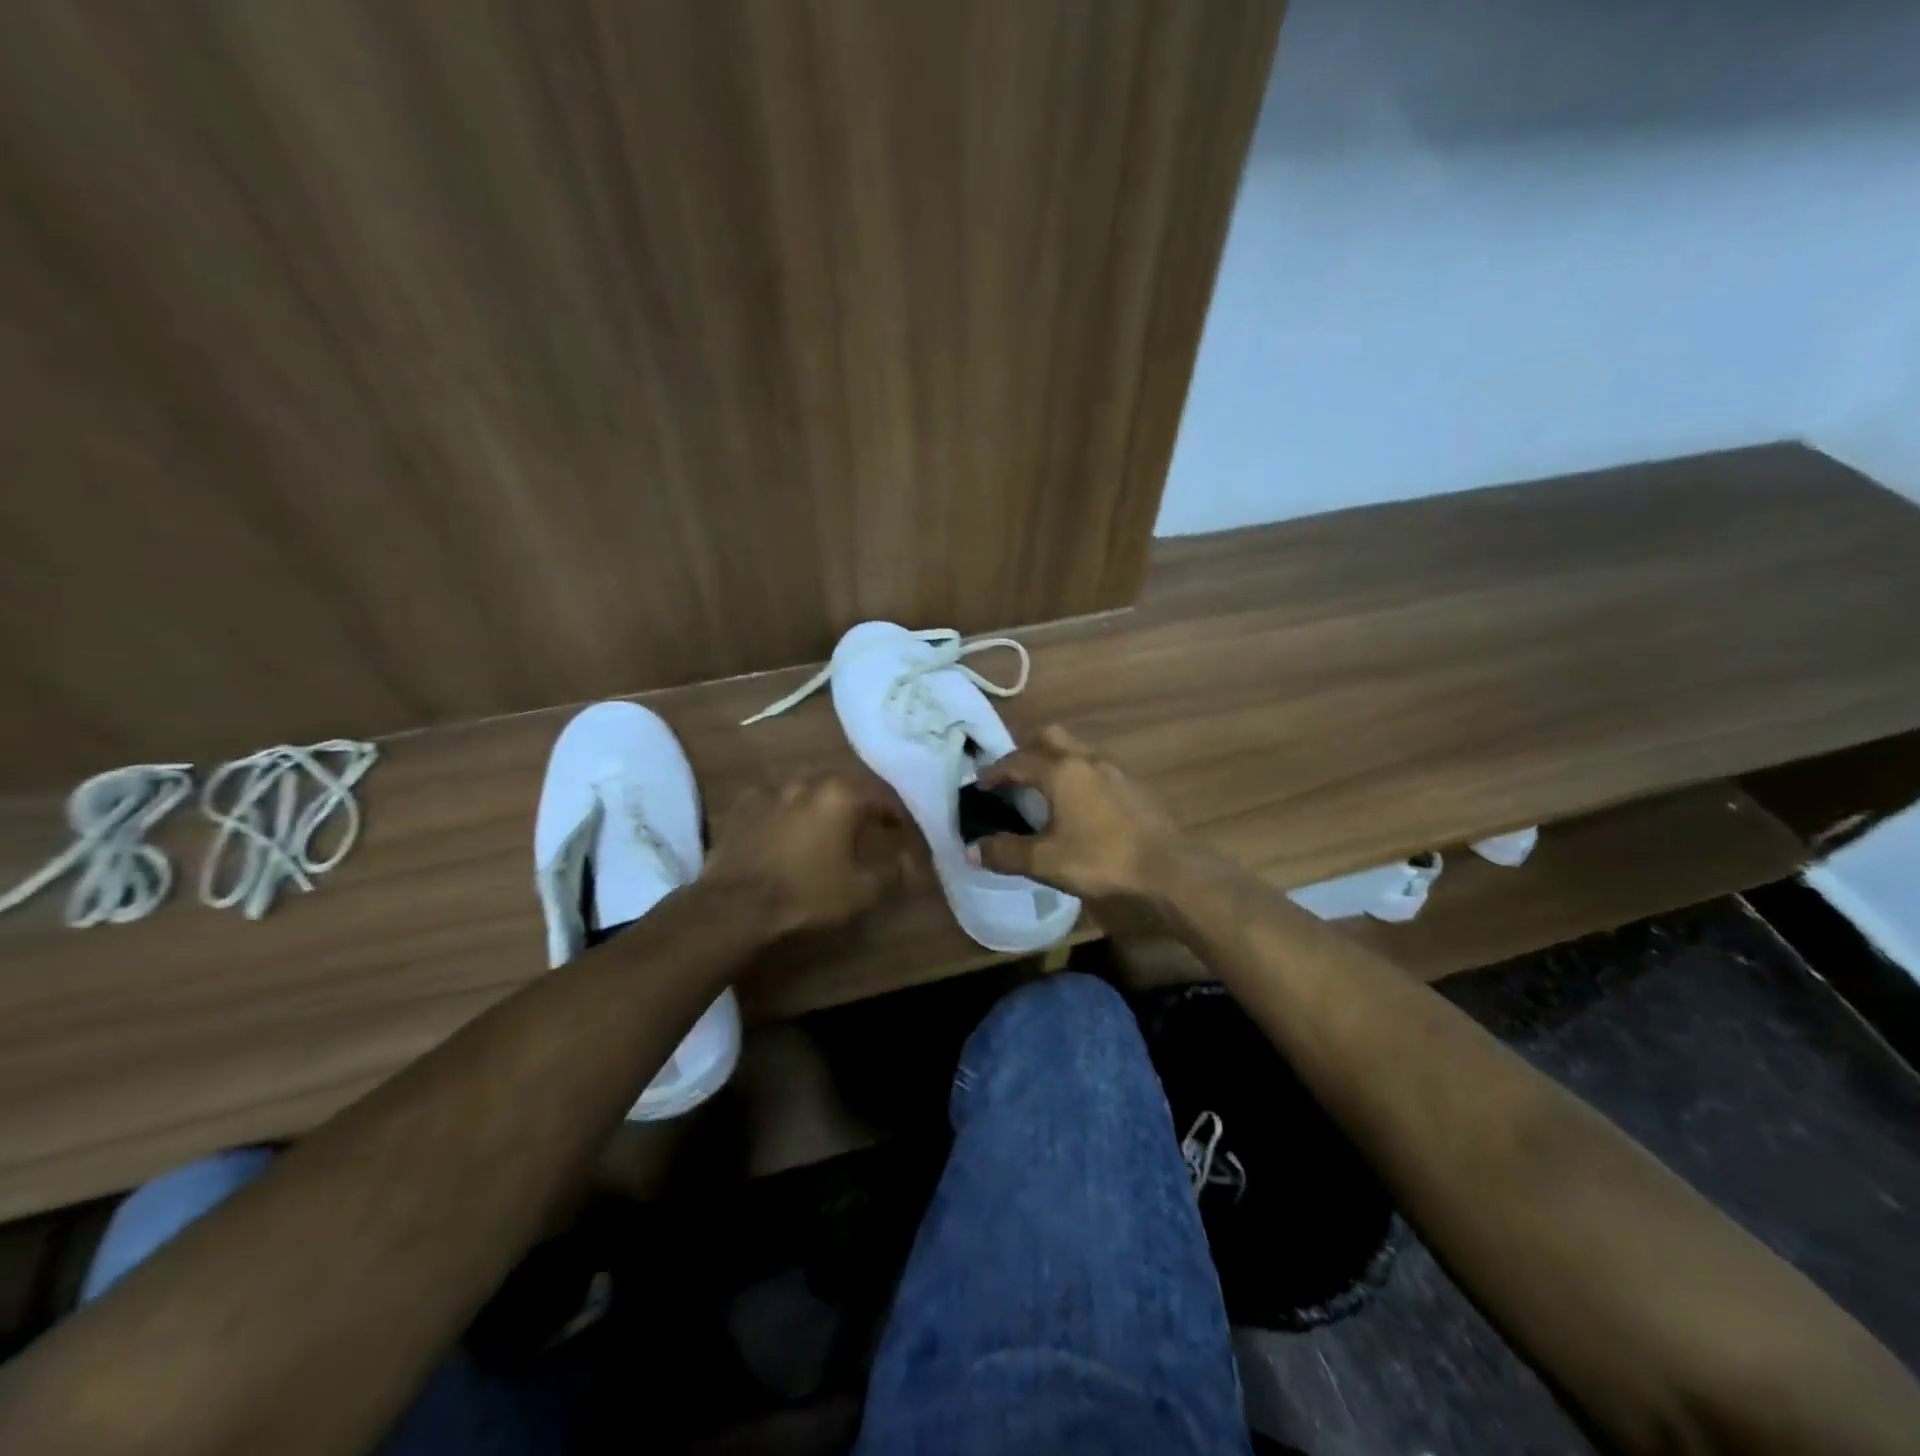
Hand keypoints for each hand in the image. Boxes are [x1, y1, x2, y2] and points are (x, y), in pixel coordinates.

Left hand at [705, 774, 908, 935]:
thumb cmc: (808, 893)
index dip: (895, 814)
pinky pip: (772, 800)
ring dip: (819, 801)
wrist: (737, 903)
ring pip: (805, 788)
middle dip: (857, 802)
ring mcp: (772, 790)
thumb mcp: (861, 891)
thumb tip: (908, 862)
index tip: (901, 829)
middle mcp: (809, 782)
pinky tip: (782, 825)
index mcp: (842, 796)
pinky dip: (783, 809)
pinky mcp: (743, 805)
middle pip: (842, 785)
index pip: (881, 797)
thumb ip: (891, 872)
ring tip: (823, 822)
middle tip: (864, 823)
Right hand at [970, 726, 1184, 900]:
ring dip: (1055, 759)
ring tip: (1044, 787)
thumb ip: (1006, 852)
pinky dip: (1077, 774)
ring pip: (1076, 749)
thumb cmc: (1101, 859)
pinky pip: (1096, 766)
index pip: (1018, 761)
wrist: (1167, 868)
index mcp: (1061, 771)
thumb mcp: (1045, 861)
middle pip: (1050, 737)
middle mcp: (1087, 759)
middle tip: (1013, 773)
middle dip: (1026, 749)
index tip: (980, 783)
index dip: (995, 771)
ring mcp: (1115, 769)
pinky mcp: (1134, 784)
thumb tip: (971, 850)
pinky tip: (1079, 802)